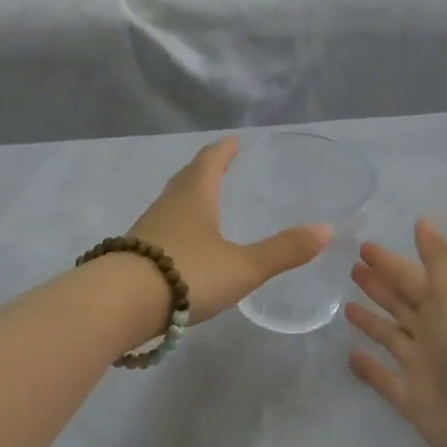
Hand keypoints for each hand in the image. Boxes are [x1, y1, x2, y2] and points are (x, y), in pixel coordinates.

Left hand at [127, 137, 330, 323]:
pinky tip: (183, 245)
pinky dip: (176, 225)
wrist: (120, 303)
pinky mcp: (134, 253)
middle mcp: (169, 204)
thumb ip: (283, 251)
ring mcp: (148, 228)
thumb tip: (326, 230)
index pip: (210, 160)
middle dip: (205, 169)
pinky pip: (161, 228)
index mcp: (195, 195)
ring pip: (171, 202)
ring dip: (188, 197)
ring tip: (205, 203)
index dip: (223, 150)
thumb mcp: (243, 266)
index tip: (233, 142)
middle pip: (187, 177)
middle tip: (221, 166)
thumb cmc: (187, 273)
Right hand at [346, 218, 446, 446]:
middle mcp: (437, 333)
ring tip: (346, 305)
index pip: (413, 278)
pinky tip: (349, 355)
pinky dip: (369, 366)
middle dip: (380, 286)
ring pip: (391, 337)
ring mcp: (424, 367)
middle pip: (402, 303)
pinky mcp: (412, 400)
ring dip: (372, 321)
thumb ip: (439, 261)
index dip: (390, 263)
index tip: (362, 246)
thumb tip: (425, 218)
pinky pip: (384, 377)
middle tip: (351, 268)